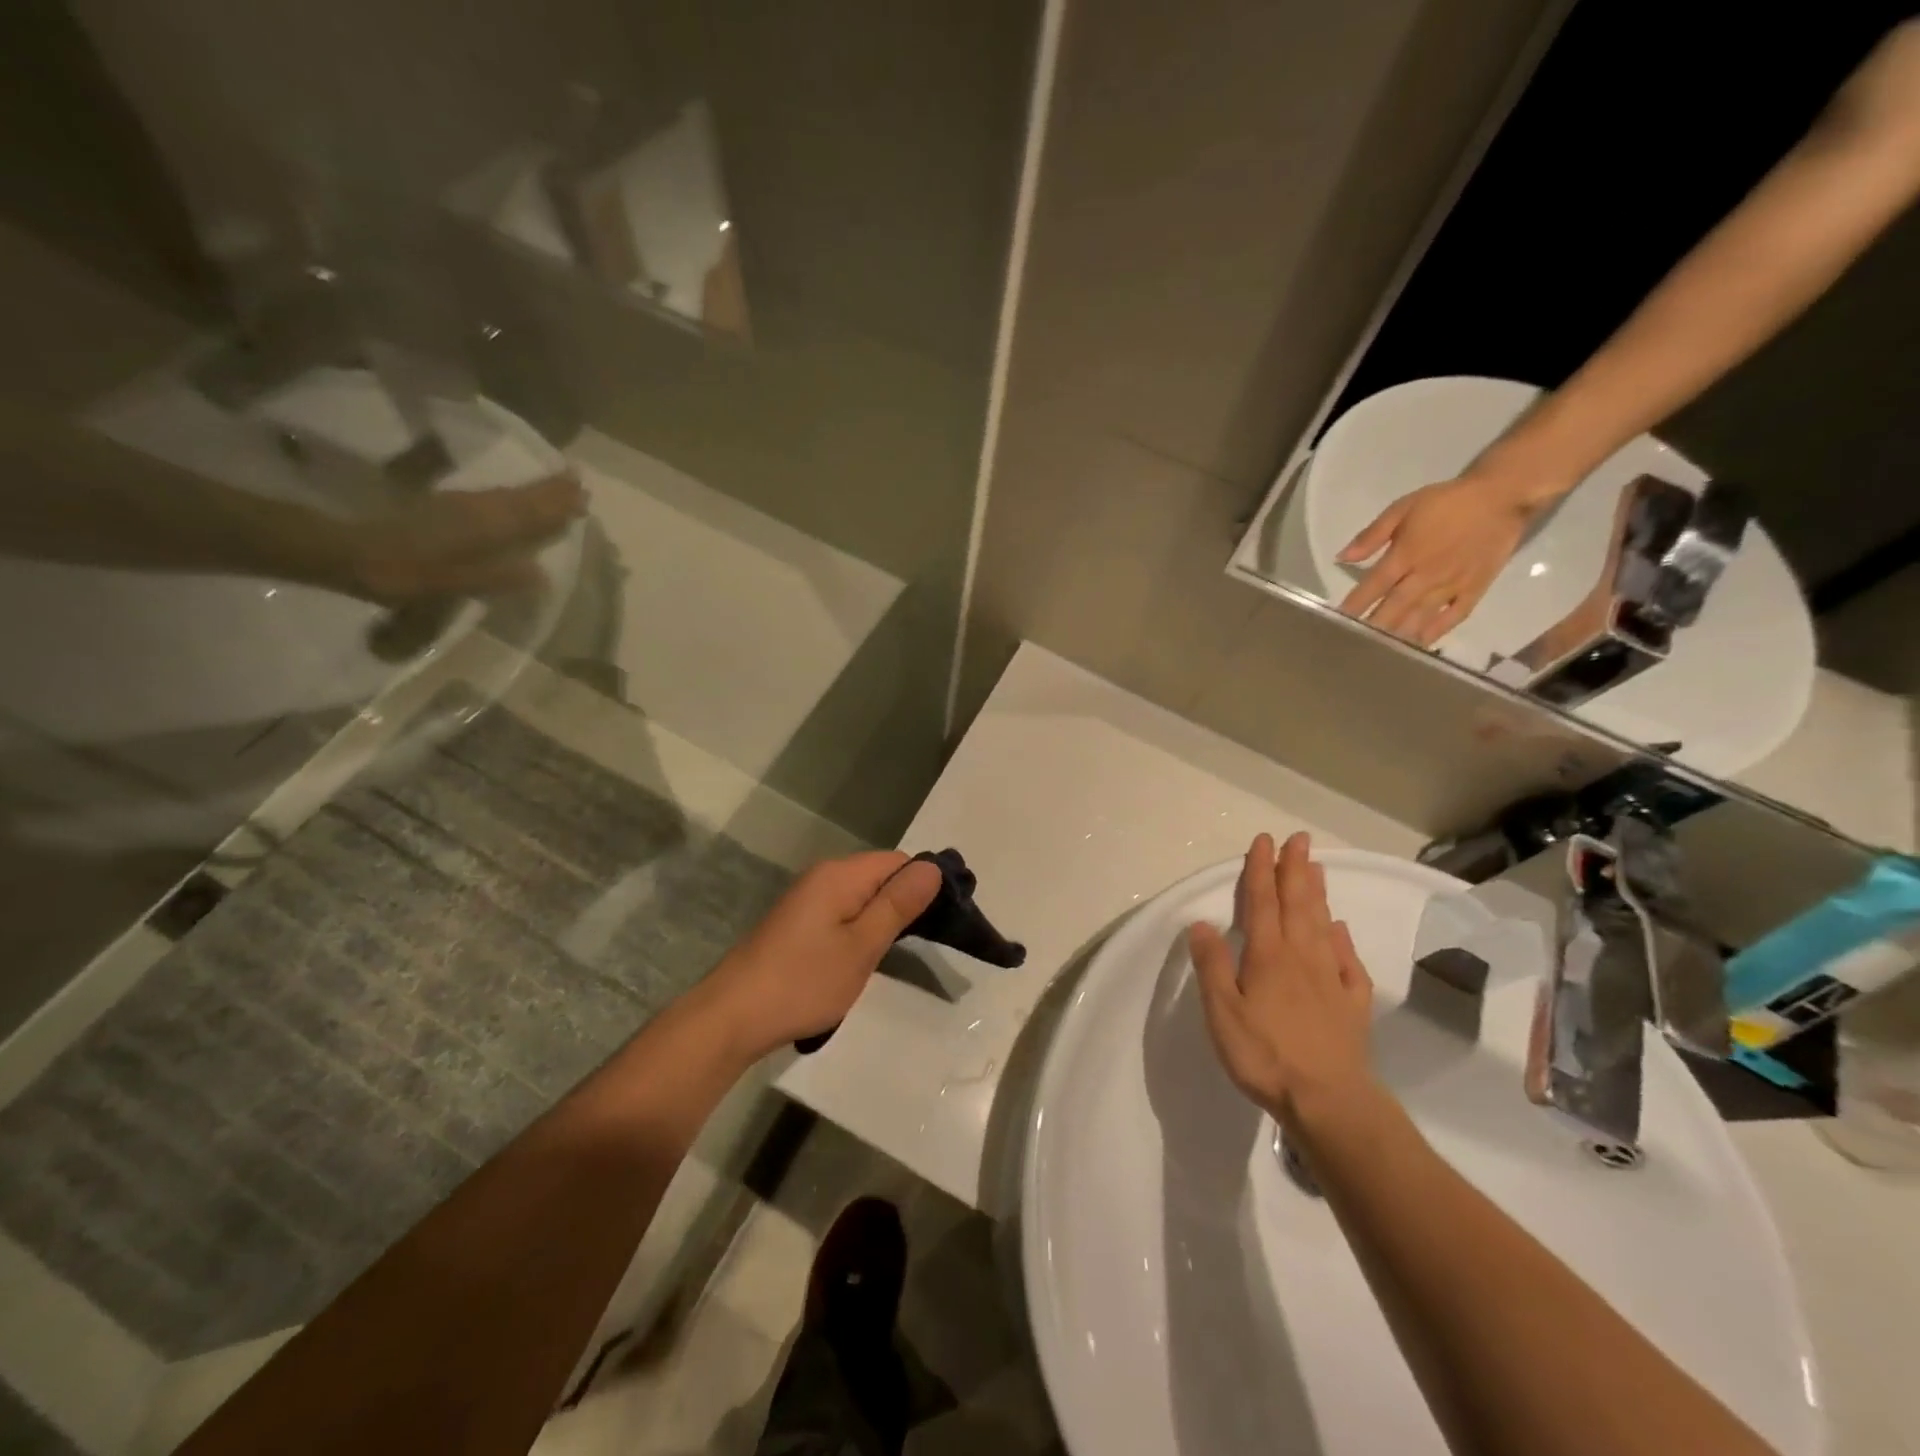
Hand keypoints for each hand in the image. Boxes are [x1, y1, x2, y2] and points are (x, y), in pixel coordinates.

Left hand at [342, 474, 584, 605]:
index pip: (530, 513)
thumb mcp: (449, 582)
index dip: (557, 505)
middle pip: (521, 498)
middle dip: (551, 490)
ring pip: (506, 494)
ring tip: (557, 484)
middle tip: (578, 481)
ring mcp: (457, 504)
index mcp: (483, 526)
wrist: (342, 548)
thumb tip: (542, 574)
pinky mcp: (441, 505)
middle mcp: (476, 509)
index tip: (584, 495)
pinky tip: (513, 497)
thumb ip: (495, 577)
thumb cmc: (400, 572)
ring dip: (534, 489)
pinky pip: (491, 497)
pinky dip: (511, 494)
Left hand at [699, 852, 942, 1062]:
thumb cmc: (803, 982)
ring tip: (901, 952)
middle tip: (930, 941)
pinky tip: (865, 957)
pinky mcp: (797, 923)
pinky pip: (843, 912)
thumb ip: (898, 905)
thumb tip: (933, 867)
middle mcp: (823, 877)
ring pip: (861, 897)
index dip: (926, 884)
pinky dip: (860, 929)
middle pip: (879, 875)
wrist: (732, 1017)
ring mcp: (807, 900)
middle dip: (906, 902)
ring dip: (883, 919)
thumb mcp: (861, 946)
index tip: (947, 919)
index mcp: (840, 875)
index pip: (898, 862)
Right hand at [1189, 832, 1375, 1131]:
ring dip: (1318, 894)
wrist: (1328, 1101)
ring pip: (1323, 926)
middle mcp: (1301, 958)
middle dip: (1295, 870)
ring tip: (1318, 868)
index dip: (1261, 870)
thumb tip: (1201, 923)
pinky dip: (1343, 940)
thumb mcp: (1222, 1011)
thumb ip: (1212, 965)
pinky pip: (1348, 963)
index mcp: (1268, 956)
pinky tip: (1340, 929)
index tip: (1264, 841)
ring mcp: (1330, 980)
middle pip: (1297, 905)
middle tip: (1299, 840)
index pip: (1262, 903)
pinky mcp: (1351, 1005)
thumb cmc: (1265, 1054)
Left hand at [1335, 473, 1542, 645]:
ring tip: (1379, 650)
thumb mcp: (1403, 508)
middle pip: (1393, 608)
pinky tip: (1420, 643)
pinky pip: (1453, 616)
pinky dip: (1436, 631)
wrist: (1503, 496)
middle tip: (1354, 644)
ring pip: (1419, 617)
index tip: (1337, 620)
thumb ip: (1372, 535)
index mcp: (1406, 555)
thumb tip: (1342, 557)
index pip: (1373, 586)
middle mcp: (1426, 576)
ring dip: (1398, 634)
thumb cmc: (1447, 501)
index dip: (1354, 605)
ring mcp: (1451, 585)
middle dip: (1372, 627)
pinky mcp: (1474, 589)